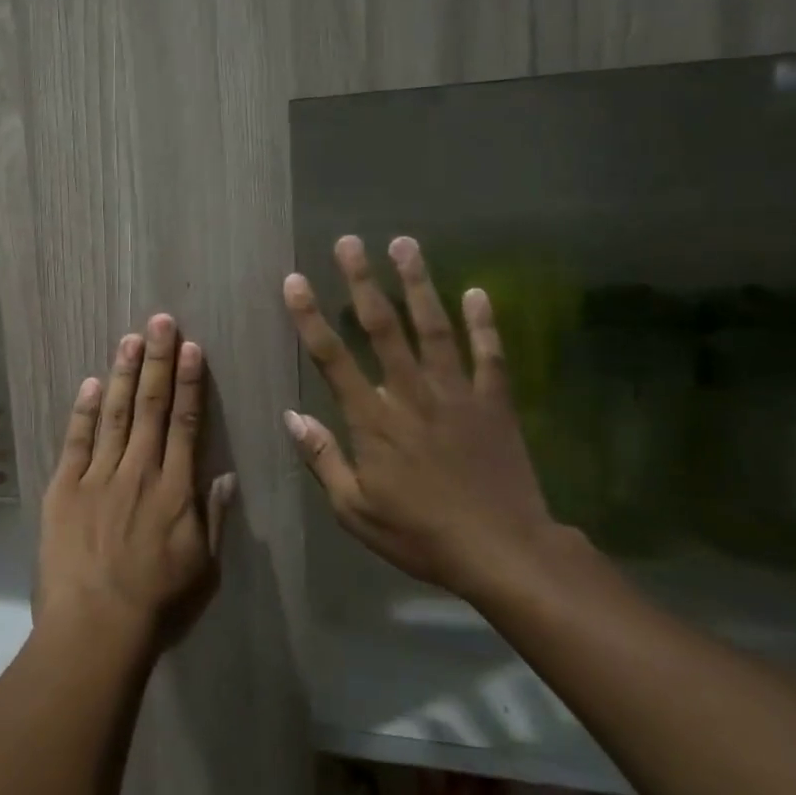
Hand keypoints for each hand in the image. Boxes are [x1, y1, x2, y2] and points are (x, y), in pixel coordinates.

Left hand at [37, 314, 236, 658]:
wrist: (95, 628)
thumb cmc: (158, 605)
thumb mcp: (205, 569)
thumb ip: (214, 519)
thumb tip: (225, 475)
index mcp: (176, 490)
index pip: (187, 424)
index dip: (190, 383)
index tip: (192, 348)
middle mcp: (139, 471)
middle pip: (152, 407)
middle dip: (157, 361)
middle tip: (160, 321)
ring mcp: (98, 477)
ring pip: (116, 414)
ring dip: (124, 374)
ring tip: (130, 338)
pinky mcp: (64, 488)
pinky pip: (76, 441)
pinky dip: (83, 411)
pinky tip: (90, 383)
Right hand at [282, 235, 562, 600]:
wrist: (504, 553)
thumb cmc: (419, 534)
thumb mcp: (354, 509)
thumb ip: (322, 458)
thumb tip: (291, 417)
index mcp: (372, 420)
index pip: (332, 358)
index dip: (309, 317)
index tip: (294, 281)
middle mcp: (410, 395)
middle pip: (382, 328)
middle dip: (362, 281)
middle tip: (348, 242)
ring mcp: (456, 394)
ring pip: (433, 328)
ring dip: (417, 284)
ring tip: (404, 244)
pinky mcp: (493, 404)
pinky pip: (489, 356)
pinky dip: (484, 323)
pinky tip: (478, 292)